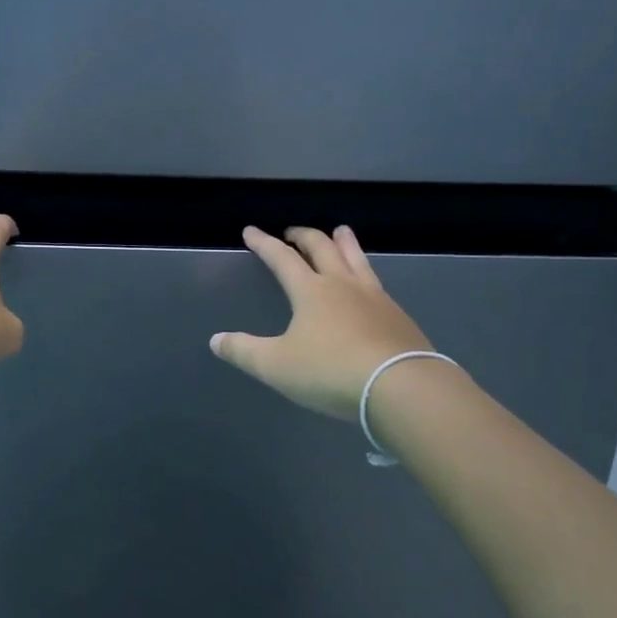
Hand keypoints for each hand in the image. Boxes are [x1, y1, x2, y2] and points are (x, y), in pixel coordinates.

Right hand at [211, 226, 435, 419]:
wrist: (401, 386)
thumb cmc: (330, 371)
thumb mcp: (277, 366)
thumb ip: (244, 351)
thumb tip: (215, 340)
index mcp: (311, 291)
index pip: (282, 258)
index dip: (264, 243)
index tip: (251, 231)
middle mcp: (342, 285)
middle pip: (322, 248)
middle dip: (303, 236)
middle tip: (292, 232)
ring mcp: (374, 297)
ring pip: (356, 258)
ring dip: (344, 242)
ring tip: (340, 231)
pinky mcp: (397, 316)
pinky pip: (376, 282)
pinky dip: (365, 271)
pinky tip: (368, 283)